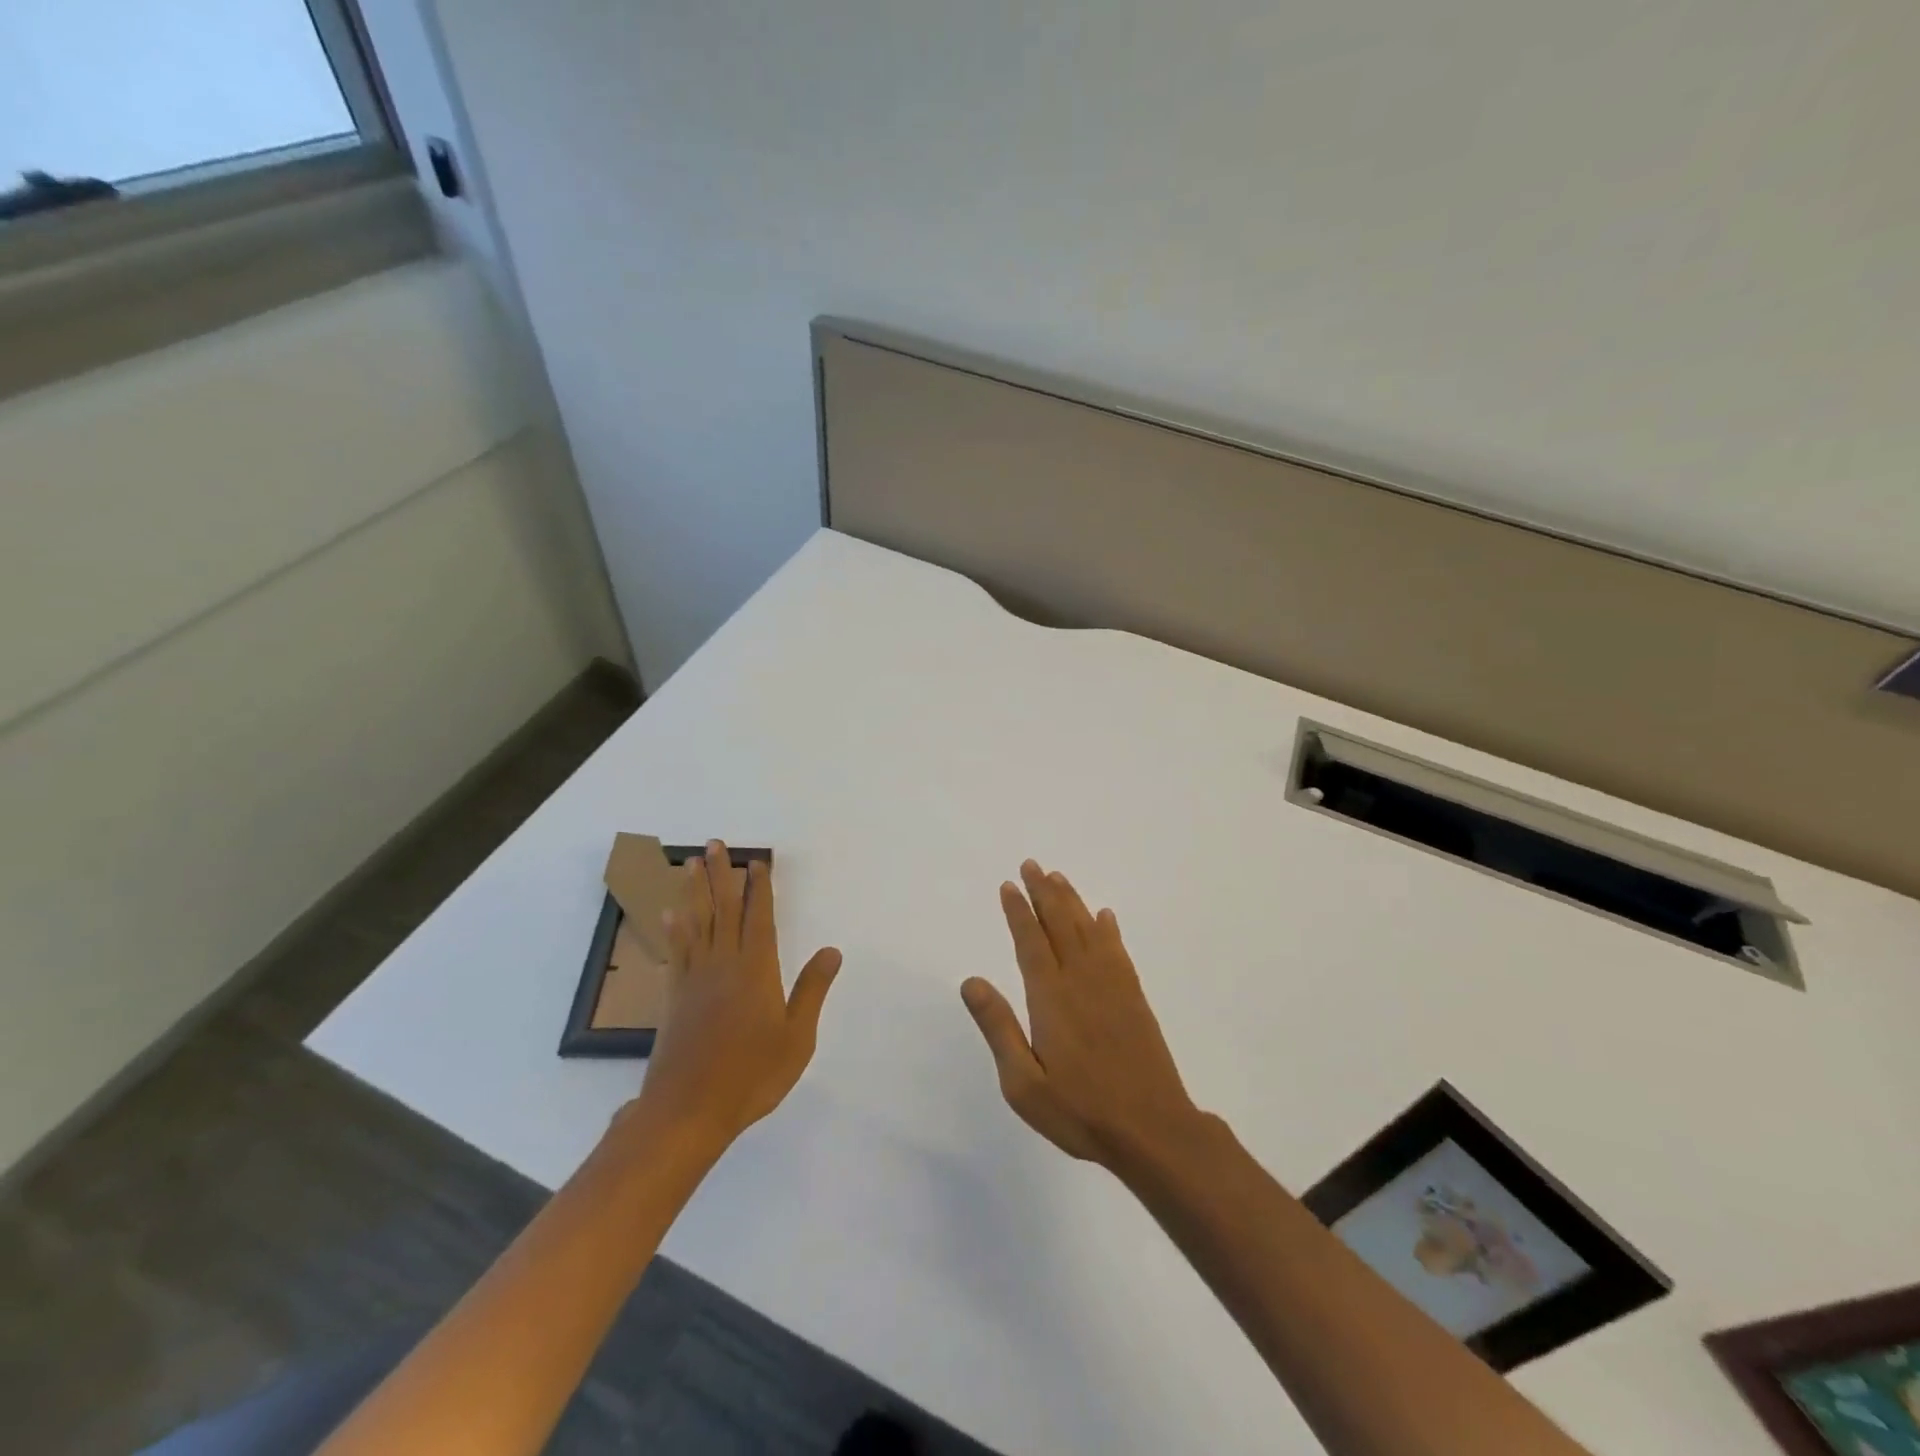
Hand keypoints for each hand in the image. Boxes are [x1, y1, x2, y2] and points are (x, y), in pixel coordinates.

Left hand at [634, 841, 842, 1149]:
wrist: (689, 1110)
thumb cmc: (752, 1075)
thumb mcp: (796, 1036)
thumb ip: (812, 990)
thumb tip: (832, 950)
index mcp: (756, 970)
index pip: (758, 918)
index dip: (758, 888)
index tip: (756, 861)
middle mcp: (723, 964)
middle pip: (723, 910)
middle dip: (721, 875)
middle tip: (715, 844)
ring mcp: (695, 978)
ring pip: (696, 923)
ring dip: (695, 891)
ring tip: (692, 863)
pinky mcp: (674, 997)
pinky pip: (676, 951)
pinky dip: (675, 928)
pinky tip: (672, 914)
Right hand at [962, 861, 1202, 1169]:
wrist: (1152, 1129)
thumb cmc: (1081, 1110)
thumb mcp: (1024, 1084)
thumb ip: (998, 1028)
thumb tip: (971, 981)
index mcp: (1051, 998)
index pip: (1031, 942)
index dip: (1019, 912)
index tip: (1009, 885)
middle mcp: (1081, 980)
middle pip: (1060, 925)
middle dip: (1043, 893)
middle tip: (1032, 865)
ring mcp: (1112, 986)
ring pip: (1088, 930)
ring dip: (1072, 901)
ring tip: (1058, 877)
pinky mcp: (1134, 998)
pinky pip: (1117, 951)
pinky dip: (1108, 929)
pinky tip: (1104, 917)